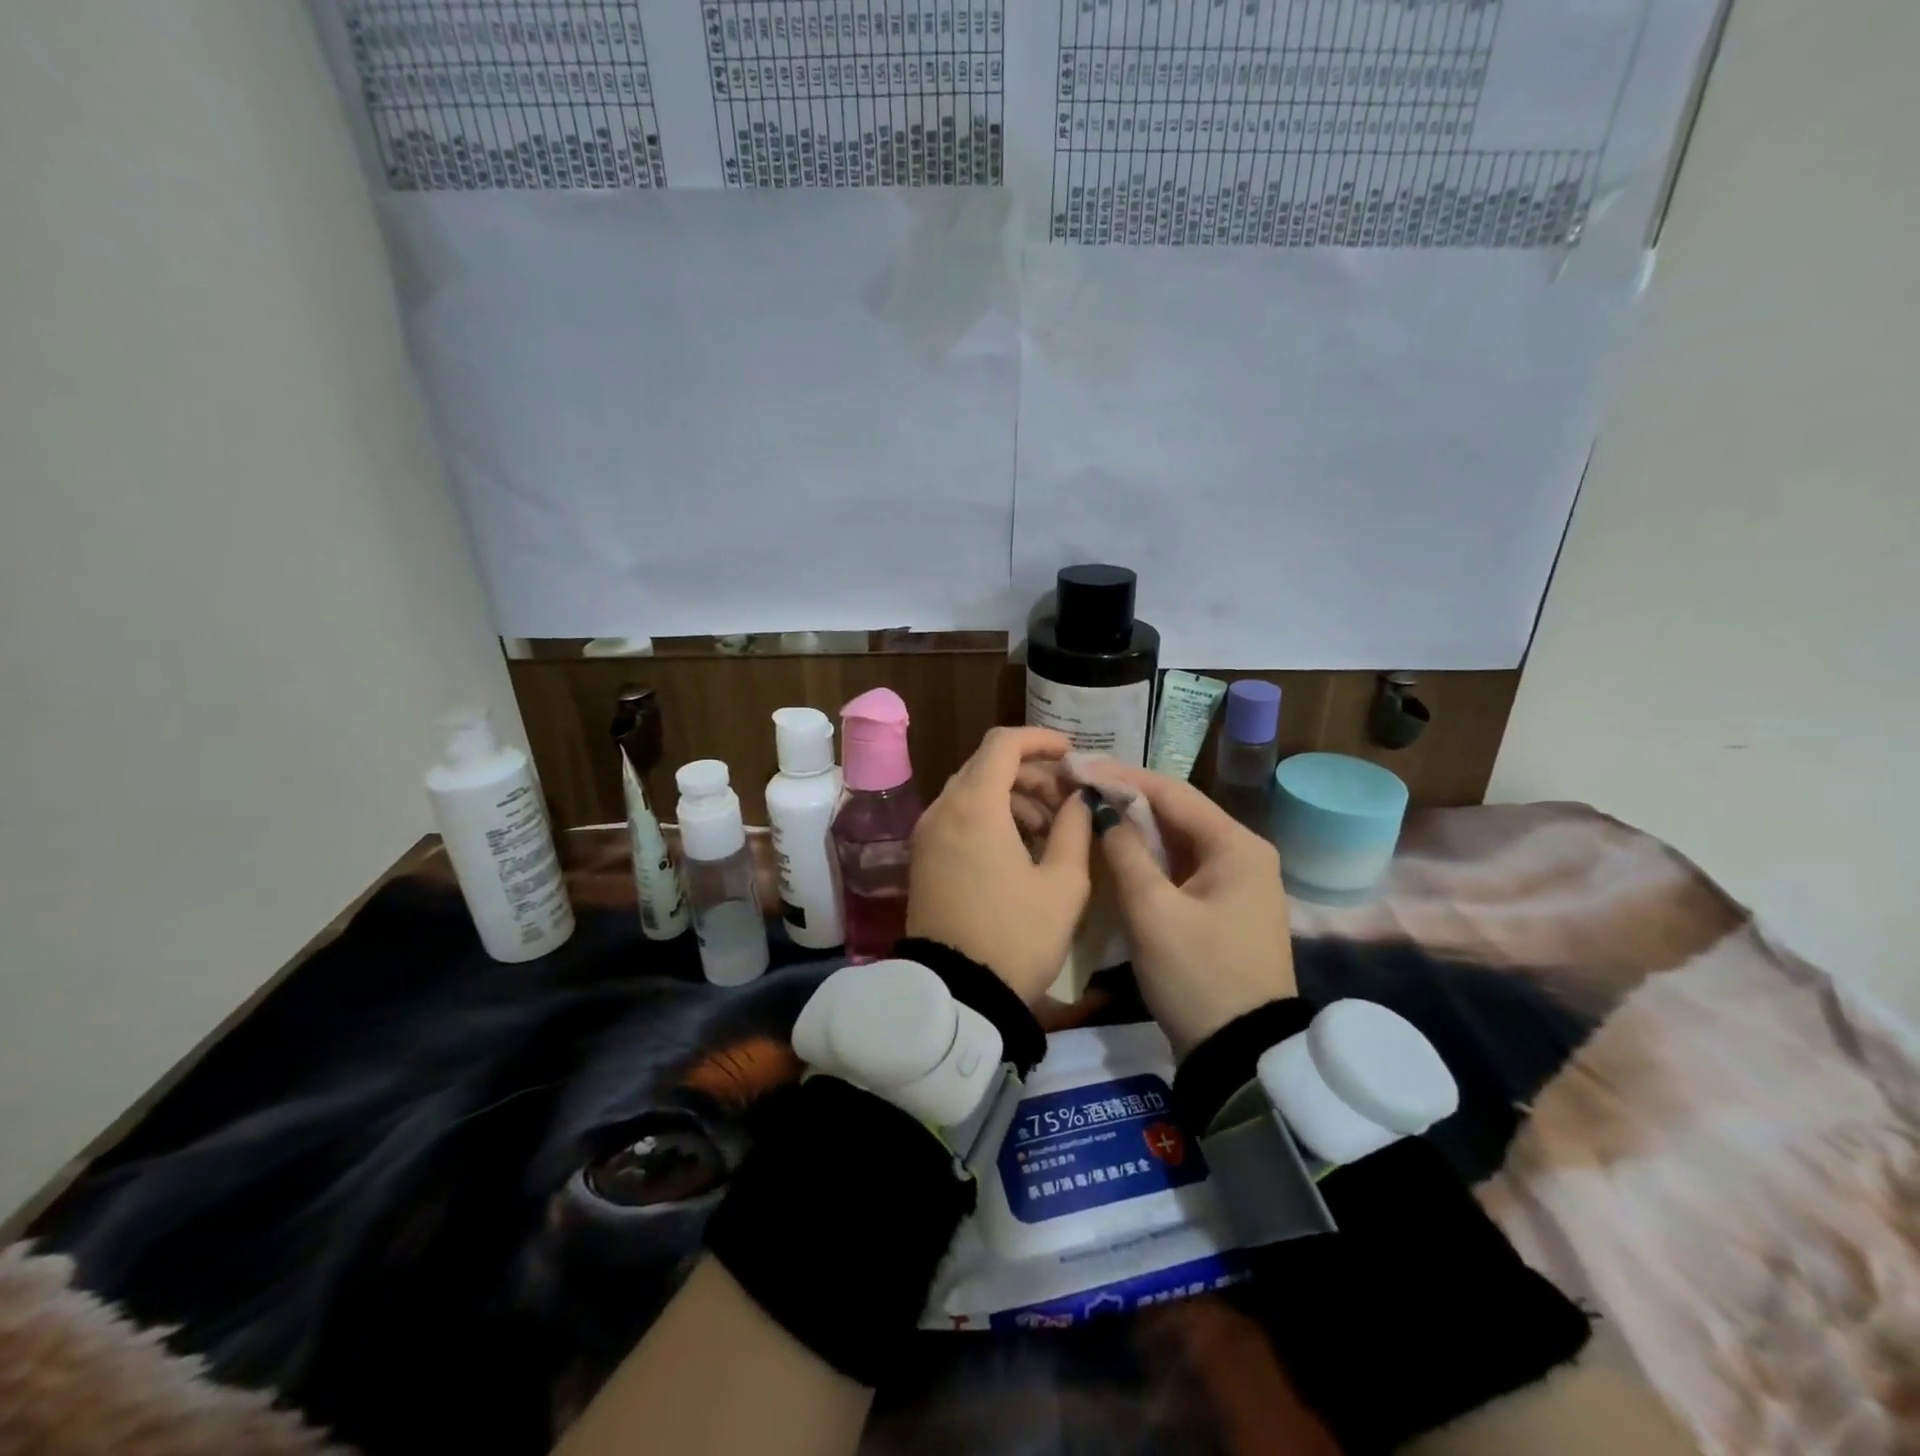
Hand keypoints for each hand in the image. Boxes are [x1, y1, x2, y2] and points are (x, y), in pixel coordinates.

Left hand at [907, 727, 1093, 1002]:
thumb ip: (1075, 828)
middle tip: (1067, 802)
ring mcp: (927, 834)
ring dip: (1012, 797)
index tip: (1071, 755)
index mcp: (974, 806)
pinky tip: (1020, 848)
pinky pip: (958, 818)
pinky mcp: (923, 858)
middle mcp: (943, 809)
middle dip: (1031, 774)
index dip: (1040, 740)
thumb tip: (1079, 799)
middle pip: (986, 766)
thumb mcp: (1063, 884)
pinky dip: (990, 817)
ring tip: (1050, 831)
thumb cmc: (1017, 936)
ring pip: (972, 792)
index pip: (1003, 744)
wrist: (958, 995)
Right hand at [1090, 765, 1296, 1057]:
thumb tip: (1103, 814)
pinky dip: (1147, 856)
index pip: (1172, 792)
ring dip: (1134, 827)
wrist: (1240, 1054)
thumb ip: (1125, 853)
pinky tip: (1115, 851)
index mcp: (1236, 846)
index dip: (1121, 777)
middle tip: (1077, 786)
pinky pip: (1179, 866)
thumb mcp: (1153, 912)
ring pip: (1176, 840)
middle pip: (1176, 812)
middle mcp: (1242, 854)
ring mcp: (1235, 882)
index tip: (1077, 766)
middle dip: (1126, 798)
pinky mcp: (1222, 906)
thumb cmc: (1198, 977)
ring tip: (1088, 810)